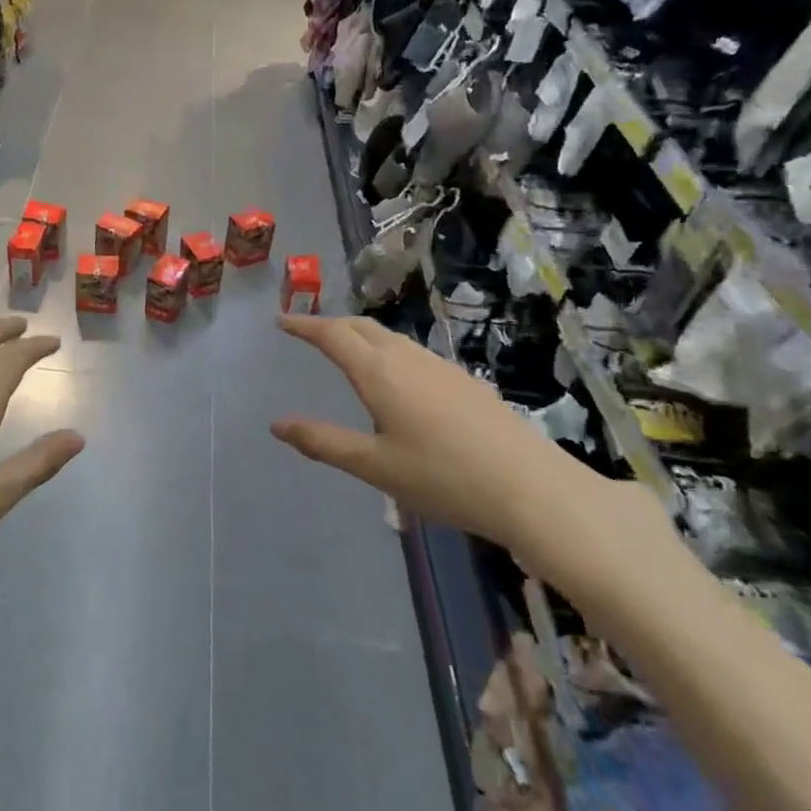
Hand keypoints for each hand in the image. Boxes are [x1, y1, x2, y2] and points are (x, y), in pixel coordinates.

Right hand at [270, 313, 604, 554]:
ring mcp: (442, 367)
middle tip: (309, 333)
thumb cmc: (443, 477)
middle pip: (363, 327)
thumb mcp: (374, 466)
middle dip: (332, 325)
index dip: (304, 325)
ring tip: (347, 351)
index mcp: (379, 372)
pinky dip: (389, 351)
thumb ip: (323, 442)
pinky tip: (398, 379)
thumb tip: (278, 425)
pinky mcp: (466, 382)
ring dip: (362, 335)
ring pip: (392, 338)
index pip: (333, 335)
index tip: (281, 321)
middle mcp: (408, 358)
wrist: (532, 488)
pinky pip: (414, 352)